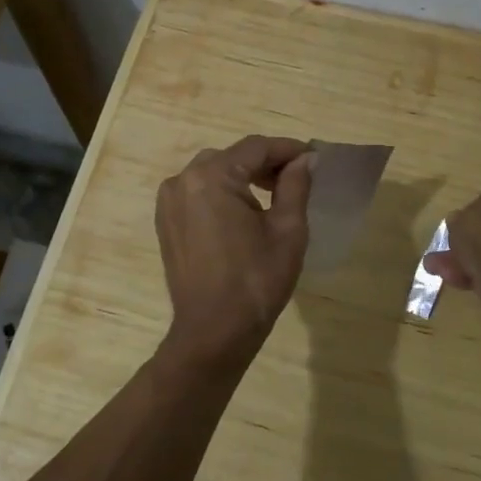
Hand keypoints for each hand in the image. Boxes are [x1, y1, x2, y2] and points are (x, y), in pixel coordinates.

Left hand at [156, 136, 314, 358]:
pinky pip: (198, 192)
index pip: (256, 147)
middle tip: (297, 177)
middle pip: (232, 157)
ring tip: (274, 195)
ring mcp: (169, 201)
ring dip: (243, 176)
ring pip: (213, 173)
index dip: (288, 149)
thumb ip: (296, 185)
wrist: (213, 332)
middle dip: (265, 162)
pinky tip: (245, 212)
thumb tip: (305, 159)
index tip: (314, 156)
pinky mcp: (166, 221)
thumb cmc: (256, 281)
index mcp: (211, 177)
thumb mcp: (288, 230)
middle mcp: (183, 180)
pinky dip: (222, 193)